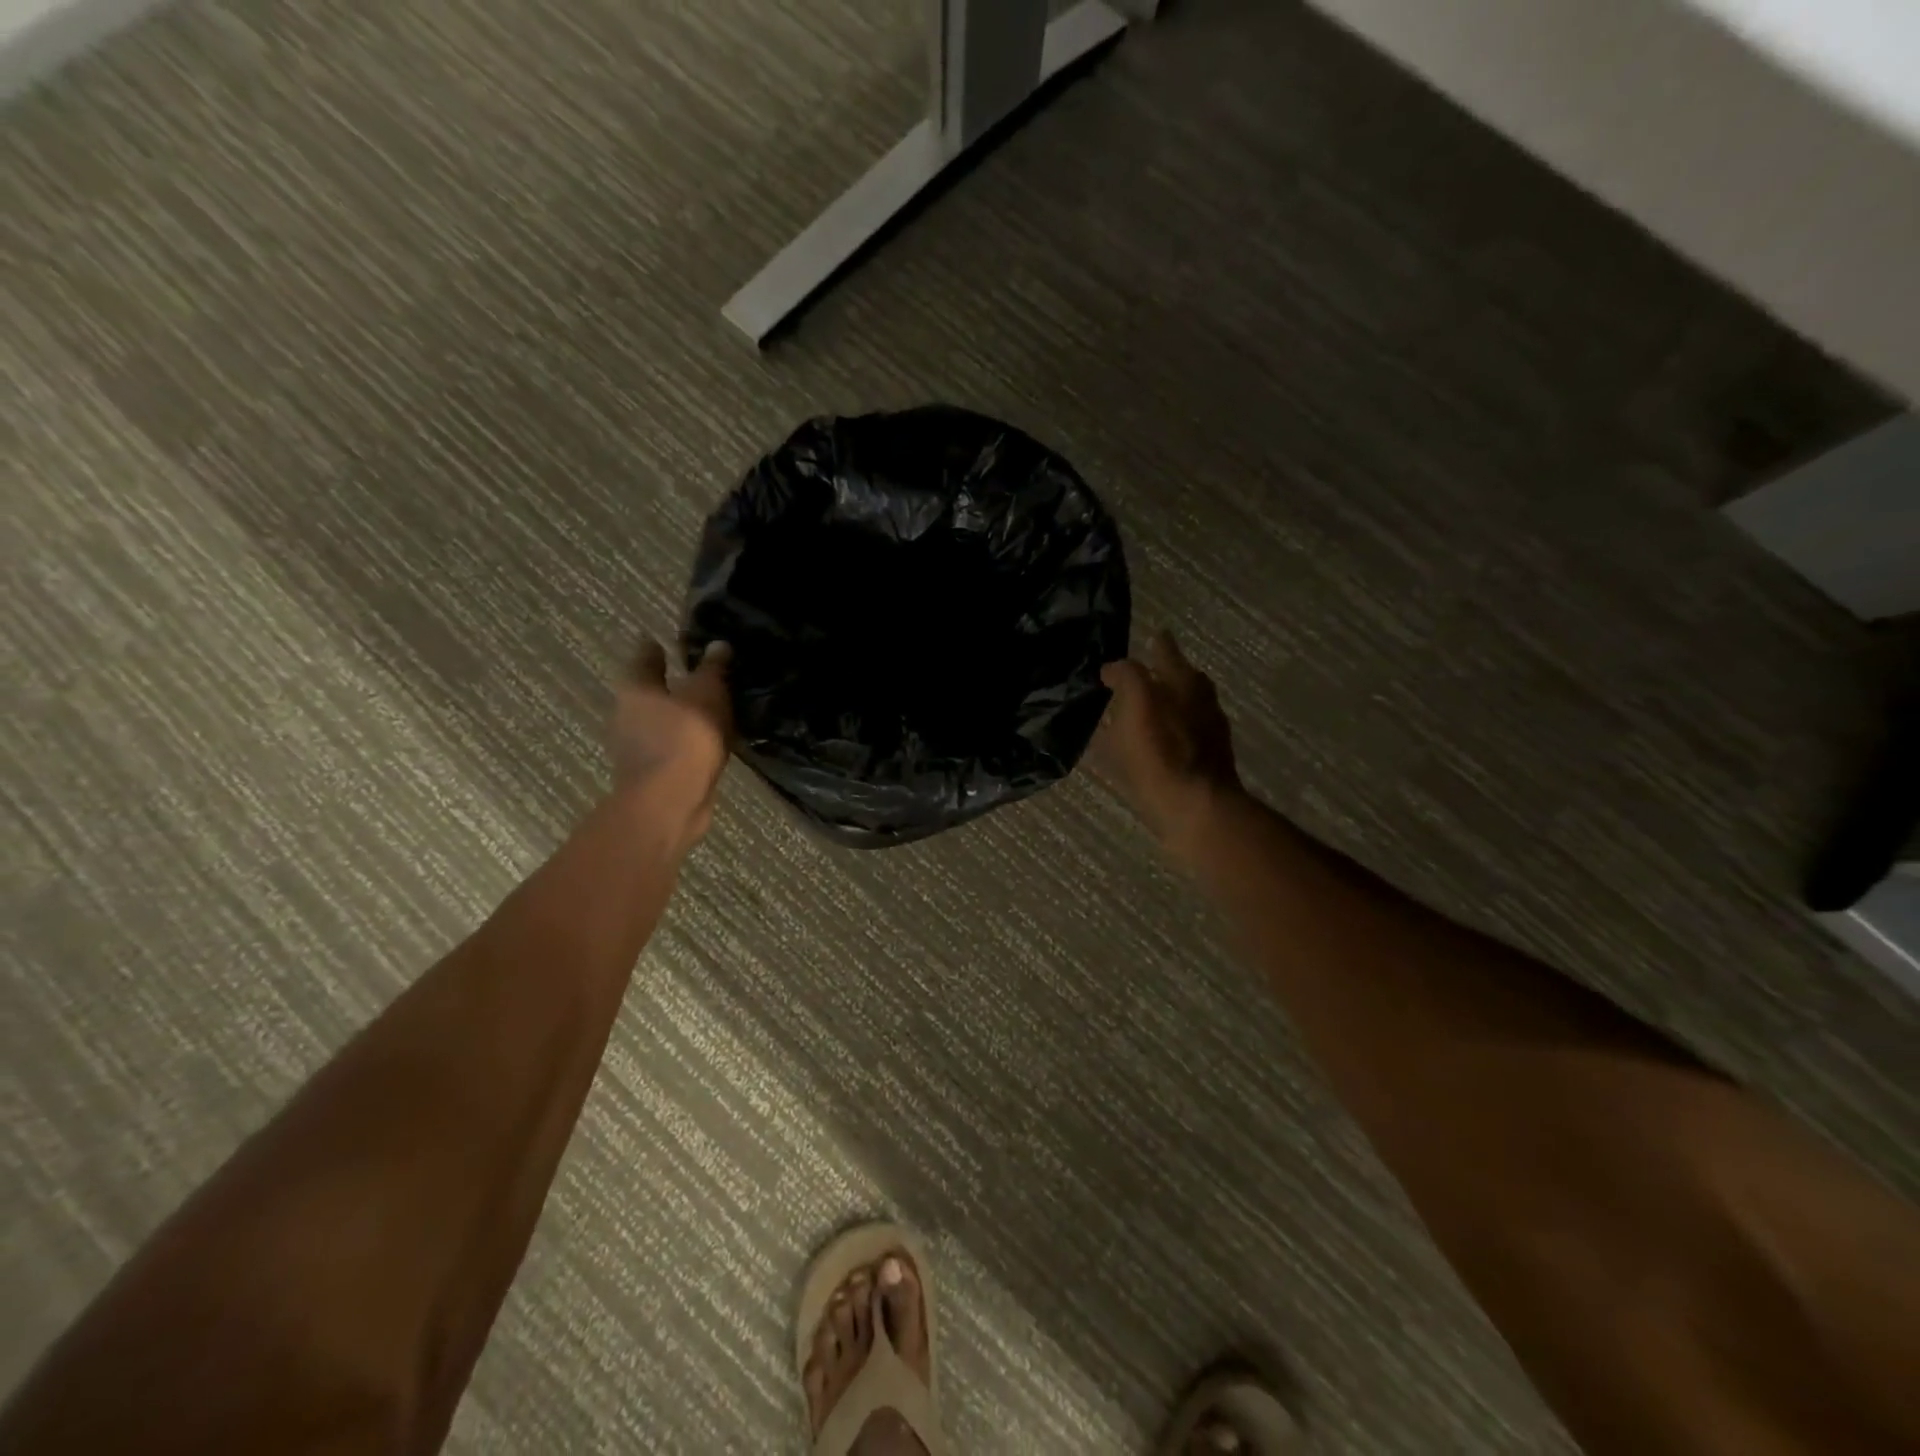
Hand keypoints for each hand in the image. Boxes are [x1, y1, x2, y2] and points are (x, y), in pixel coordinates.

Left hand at [610, 639, 733, 844]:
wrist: (670, 803)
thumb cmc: (685, 737)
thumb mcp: (707, 694)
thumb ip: (712, 669)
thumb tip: (718, 644)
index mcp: (636, 687)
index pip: (646, 655)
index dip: (659, 646)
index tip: (673, 642)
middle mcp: (626, 713)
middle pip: (649, 690)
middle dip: (669, 684)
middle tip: (698, 676)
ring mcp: (634, 746)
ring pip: (659, 721)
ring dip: (679, 716)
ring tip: (709, 711)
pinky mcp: (650, 772)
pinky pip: (671, 747)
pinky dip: (685, 742)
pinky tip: (706, 743)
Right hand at [1094, 630, 1242, 858]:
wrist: (1196, 811)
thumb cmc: (1164, 754)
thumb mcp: (1139, 705)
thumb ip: (1128, 678)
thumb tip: (1114, 667)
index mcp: (1187, 685)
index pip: (1169, 653)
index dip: (1158, 644)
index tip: (1152, 634)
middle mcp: (1201, 705)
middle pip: (1185, 681)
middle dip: (1167, 673)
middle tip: (1144, 672)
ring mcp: (1205, 737)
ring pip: (1184, 711)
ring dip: (1165, 706)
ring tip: (1139, 710)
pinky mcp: (1201, 767)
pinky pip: (1178, 740)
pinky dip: (1162, 735)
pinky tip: (1144, 747)